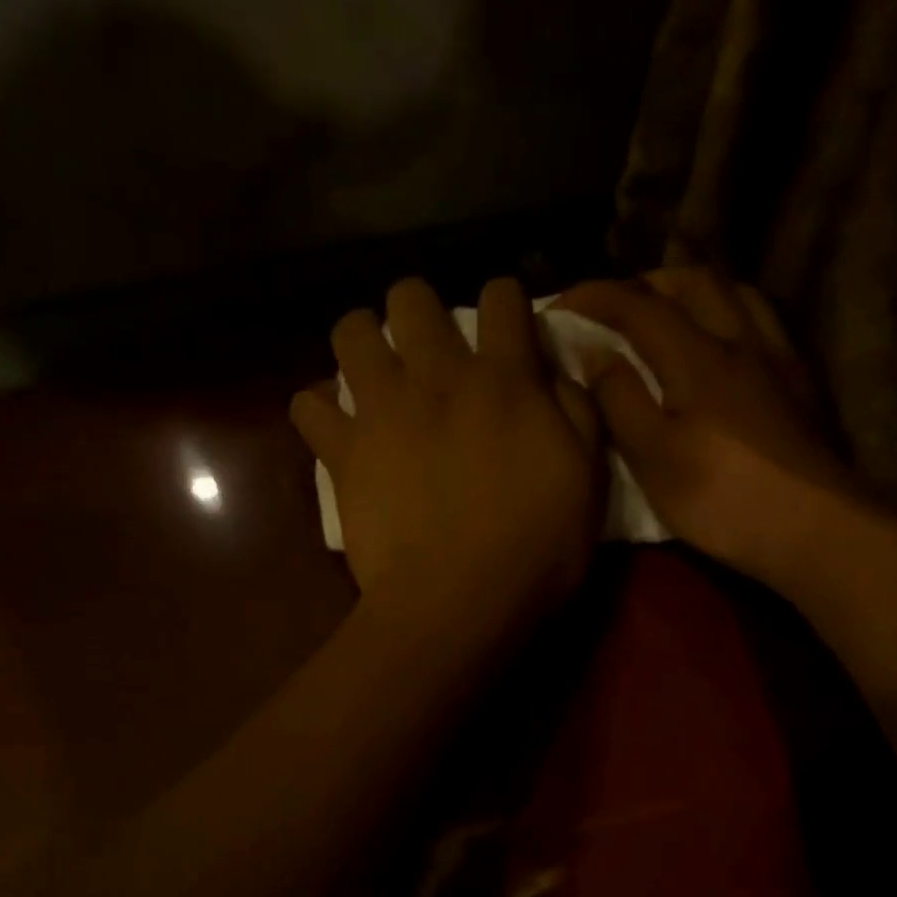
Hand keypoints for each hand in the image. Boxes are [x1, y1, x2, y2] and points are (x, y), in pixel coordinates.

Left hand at [292, 277, 602, 637]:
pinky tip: (336, 426)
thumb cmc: (535, 549)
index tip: (505, 327)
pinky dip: (319, 409)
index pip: (502, 296)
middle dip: (419, 309)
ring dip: (362, 341)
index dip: (504, 302)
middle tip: (428, 348)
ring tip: (374, 372)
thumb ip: (576, 412)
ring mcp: (382, 410)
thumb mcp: (587, 480)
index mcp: (504, 379)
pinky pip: (308, 405)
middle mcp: (438, 376)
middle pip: (411, 295)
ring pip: (351, 331)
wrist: (458, 601)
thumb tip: (554, 373)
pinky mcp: (342, 451)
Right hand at [556, 268, 859, 582]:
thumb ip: (619, 398)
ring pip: (734, 295)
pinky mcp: (797, 384)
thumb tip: (594, 353)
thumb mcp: (652, 454)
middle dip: (646, 284)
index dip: (596, 297)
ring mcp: (775, 360)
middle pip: (694, 283)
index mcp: (697, 355)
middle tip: (613, 308)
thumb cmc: (720, 496)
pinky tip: (718, 346)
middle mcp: (740, 340)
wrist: (814, 527)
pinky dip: (727, 314)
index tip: (560, 303)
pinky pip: (760, 322)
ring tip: (665, 316)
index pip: (639, 305)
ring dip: (691, 292)